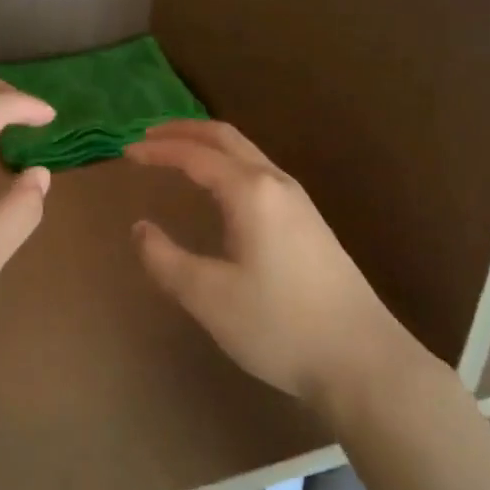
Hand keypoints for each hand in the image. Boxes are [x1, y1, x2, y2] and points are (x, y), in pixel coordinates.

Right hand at [126, 120, 426, 408]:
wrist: (362, 359)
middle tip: (148, 137)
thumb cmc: (279, 325)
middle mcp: (275, 183)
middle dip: (184, 131)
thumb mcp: (208, 296)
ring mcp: (298, 200)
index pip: (195, 155)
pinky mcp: (309, 221)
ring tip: (178, 153)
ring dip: (208, 145)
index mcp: (250, 192)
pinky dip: (228, 162)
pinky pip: (259, 170)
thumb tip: (140, 228)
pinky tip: (220, 188)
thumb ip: (165, 259)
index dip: (158, 151)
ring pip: (247, 152)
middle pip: (225, 137)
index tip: (126, 153)